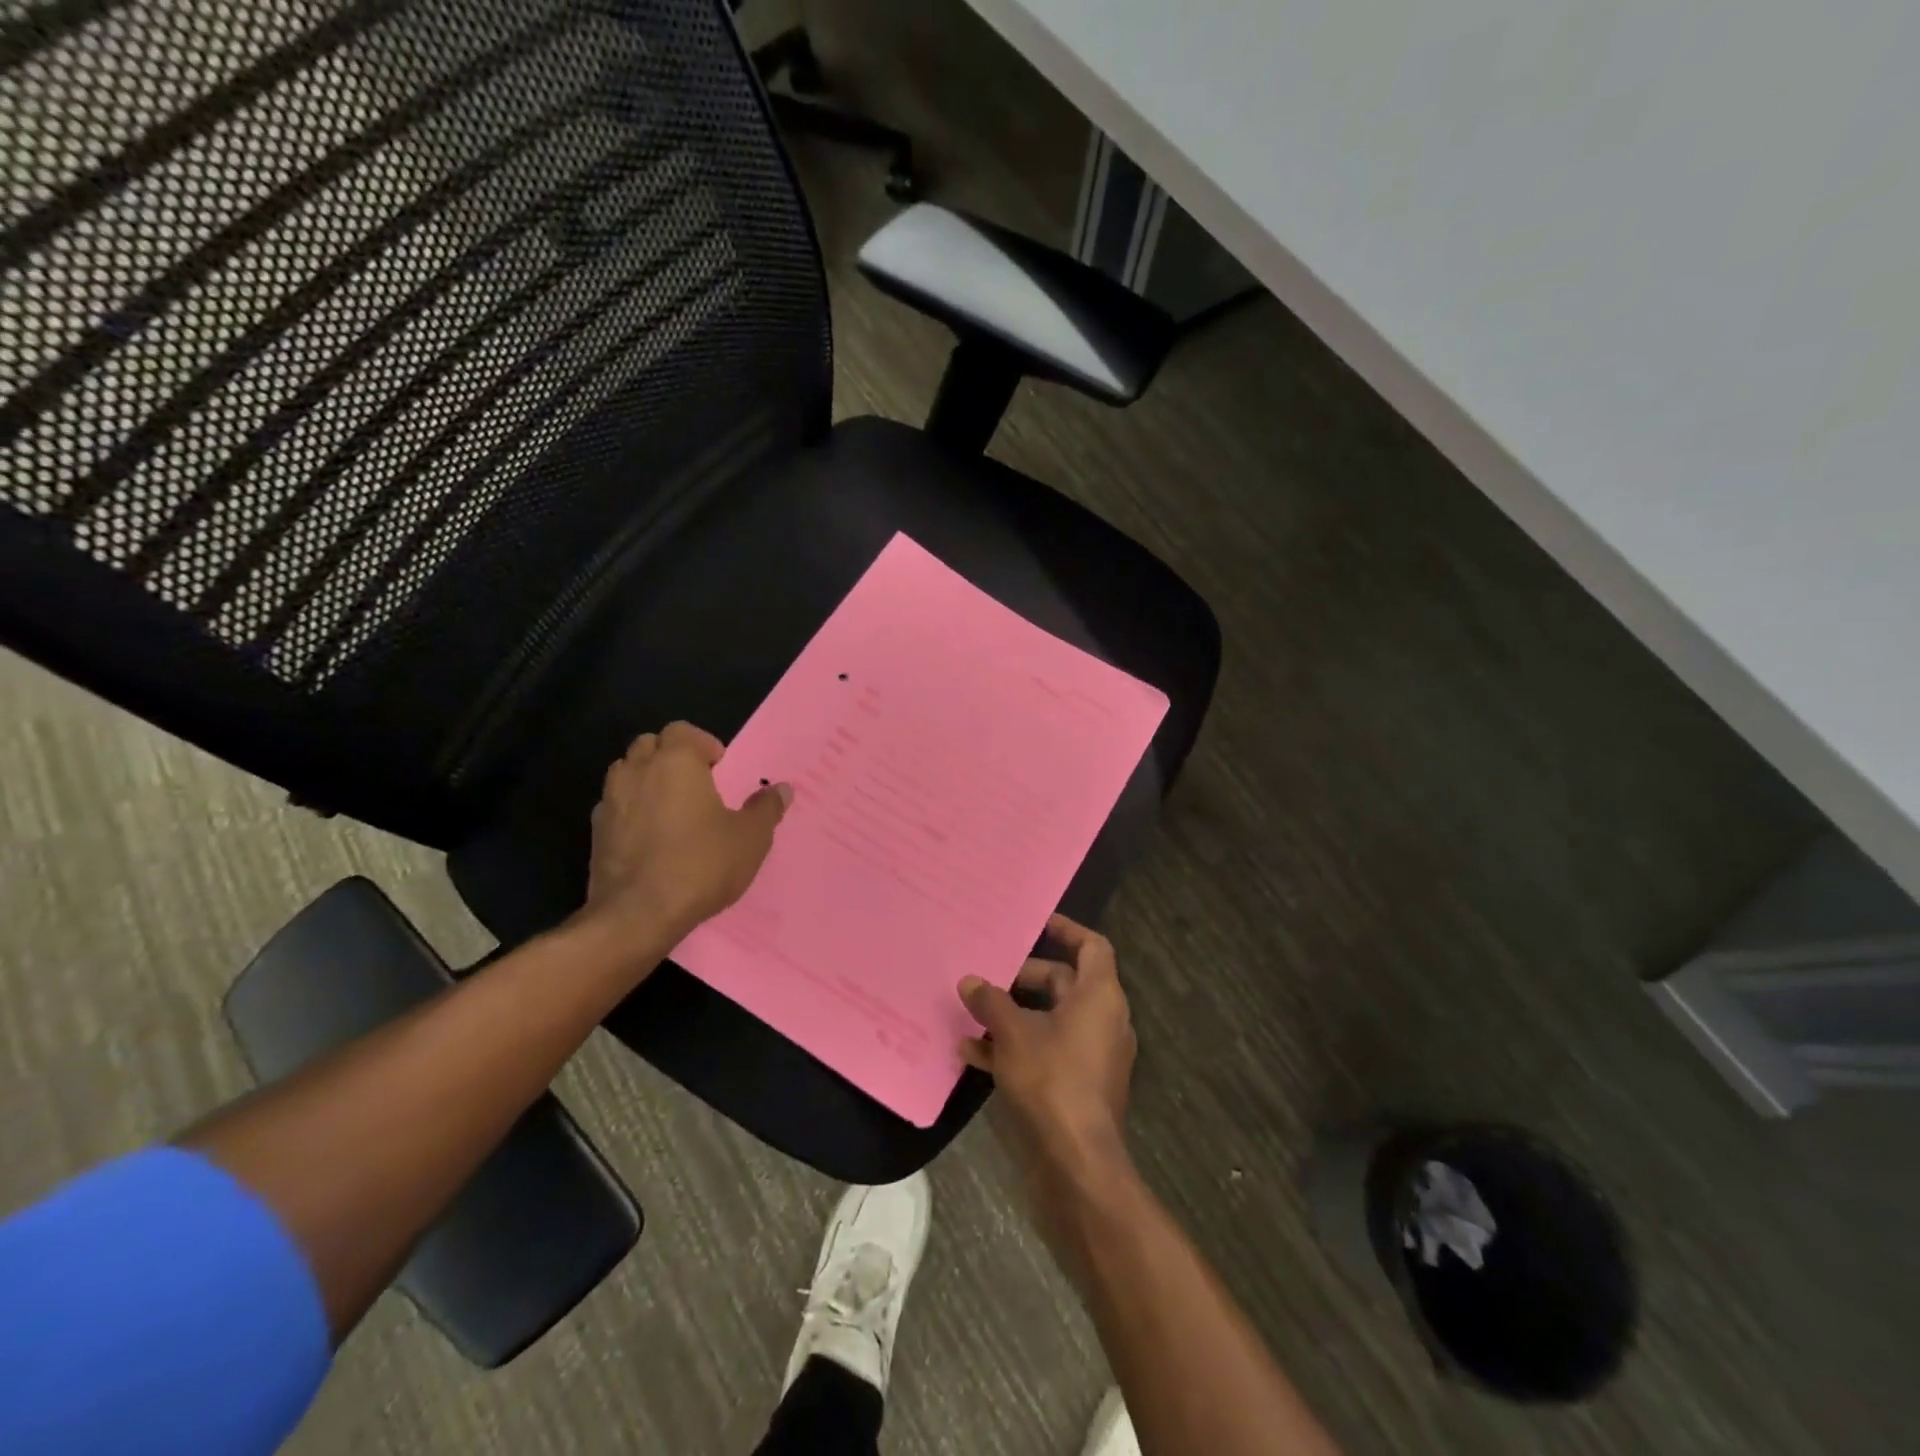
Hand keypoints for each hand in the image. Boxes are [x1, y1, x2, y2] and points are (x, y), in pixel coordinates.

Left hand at [581, 721, 791, 944]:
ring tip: (671, 808)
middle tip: (696, 784)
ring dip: (647, 780)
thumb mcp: (750, 838)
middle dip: (671, 756)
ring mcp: (609, 801)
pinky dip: (630, 810)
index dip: (702, 744)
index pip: (682, 730)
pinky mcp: (595, 833)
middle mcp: (637, 771)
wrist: (638, 914)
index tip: (719, 768)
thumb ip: (766, 808)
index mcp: (675, 762)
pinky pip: (614, 806)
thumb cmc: (701, 864)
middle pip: (649, 745)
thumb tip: (782, 789)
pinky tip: (649, 837)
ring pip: (626, 772)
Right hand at [959, 914, 1135, 1181]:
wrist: (1078, 1162)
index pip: (1092, 947)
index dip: (1067, 930)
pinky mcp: (1080, 1084)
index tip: (1037, 923)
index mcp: (1100, 996)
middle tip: (989, 974)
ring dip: (1013, 1015)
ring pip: (1051, 1019)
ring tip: (972, 1013)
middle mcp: (1103, 1019)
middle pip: (1065, 983)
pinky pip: (1047, 1050)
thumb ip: (991, 1002)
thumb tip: (970, 980)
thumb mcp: (1013, 1034)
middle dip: (1024, 978)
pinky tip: (974, 1054)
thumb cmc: (1052, 1080)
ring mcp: (1093, 1054)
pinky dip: (1017, 1047)